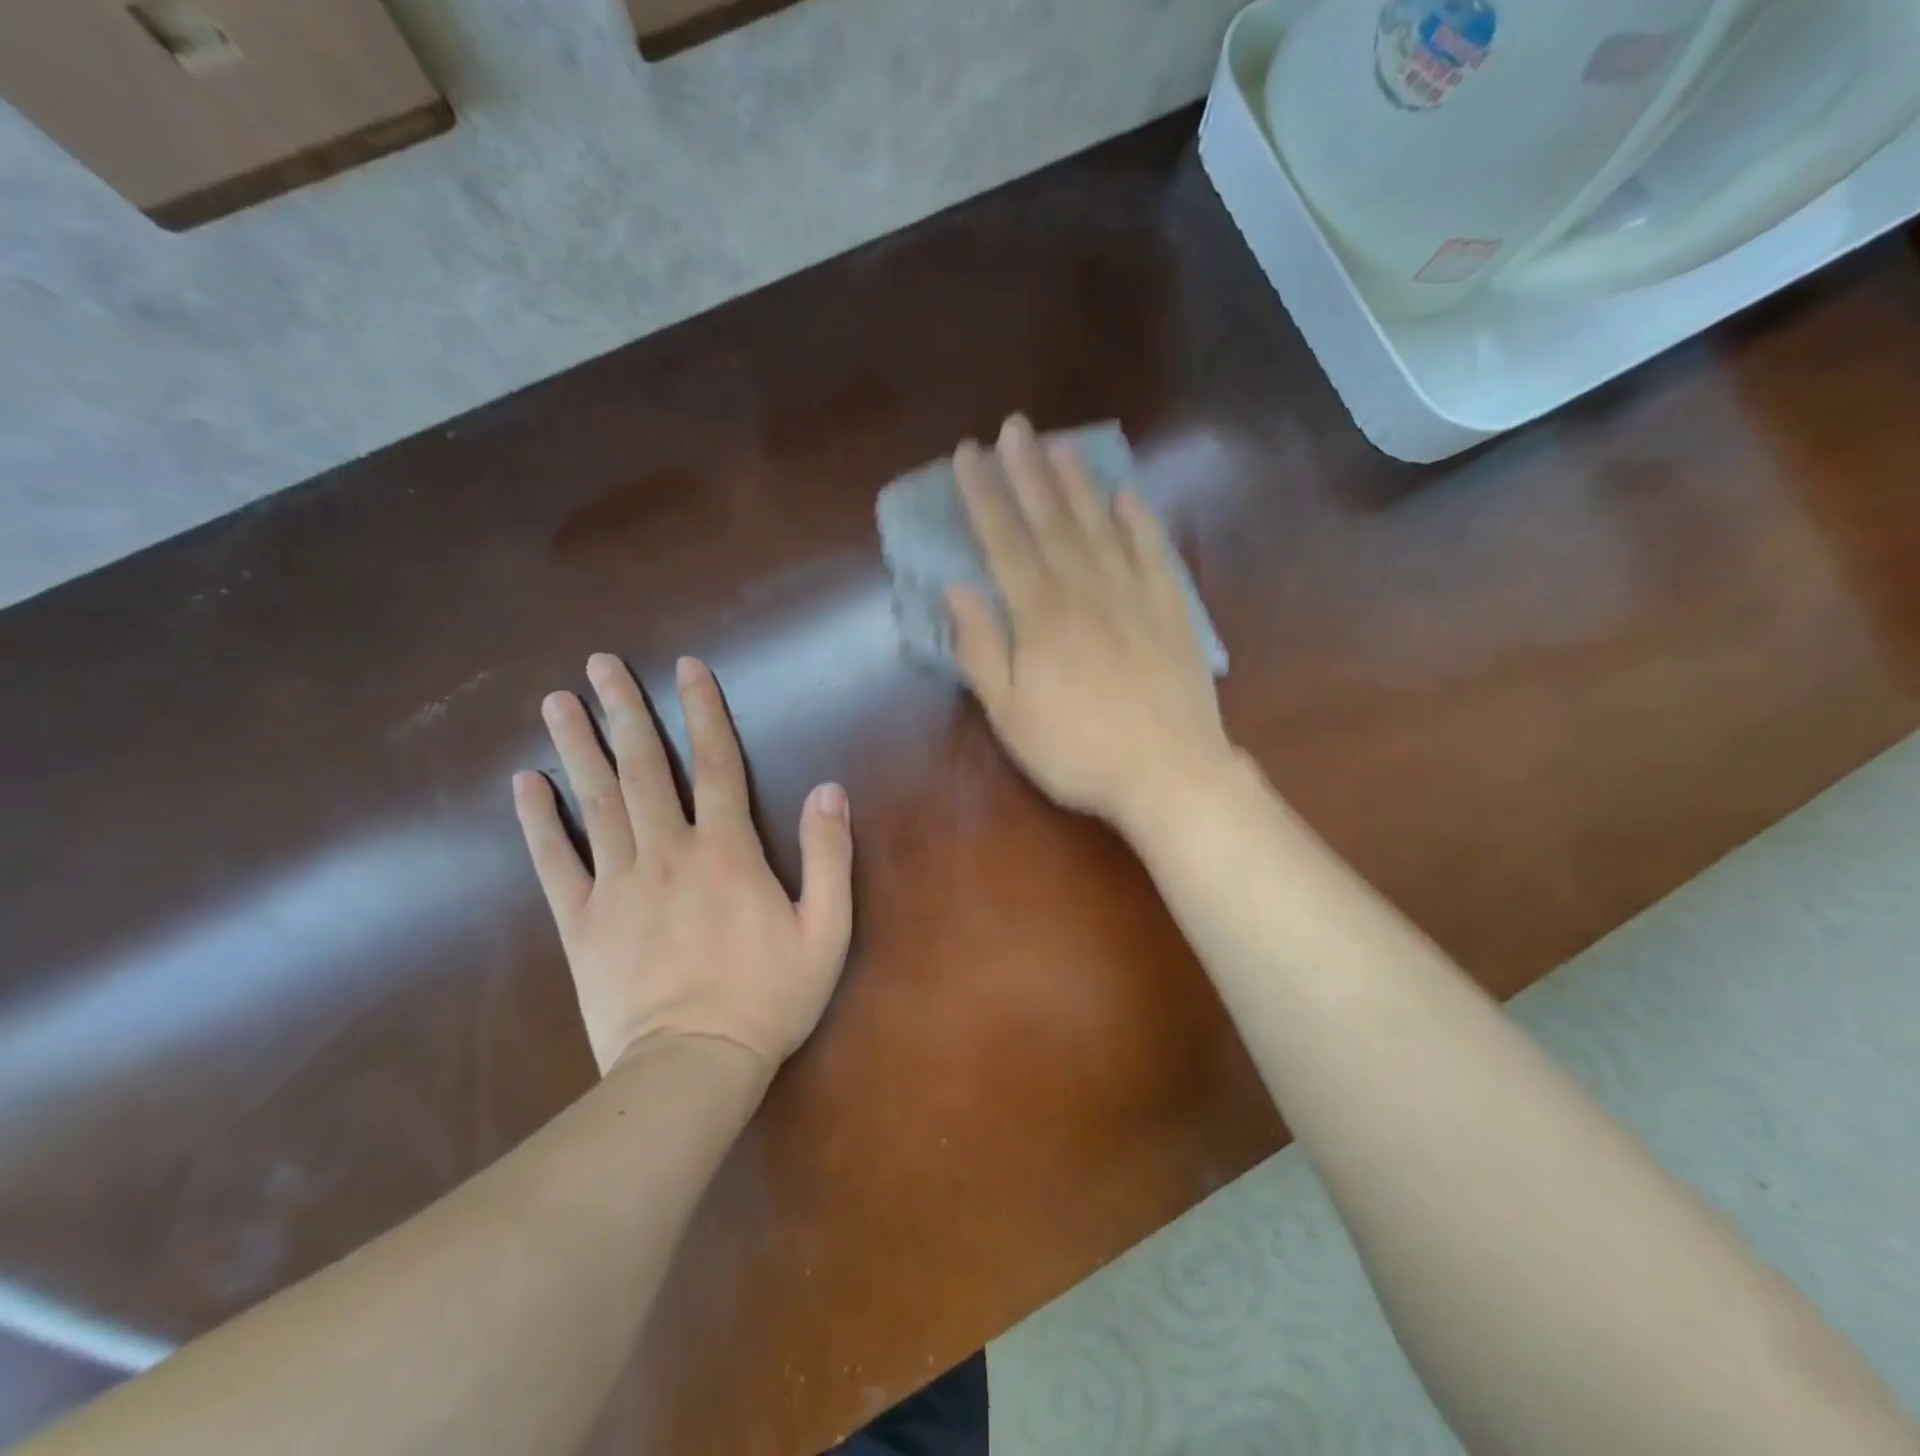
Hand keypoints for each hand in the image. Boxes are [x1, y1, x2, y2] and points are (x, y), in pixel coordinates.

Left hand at [513, 655, 853, 1076]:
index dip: (702, 711)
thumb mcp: (826, 929)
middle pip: (643, 768)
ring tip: (557, 701)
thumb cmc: (769, 998)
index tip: (686, 667)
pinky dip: (537, 821)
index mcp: (727, 851)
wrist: (693, 1067)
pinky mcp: (581, 922)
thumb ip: (829, 855)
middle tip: (599, 664)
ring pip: (595, 802)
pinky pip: (554, 862)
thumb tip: (829, 789)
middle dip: (624, 710)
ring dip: (577, 747)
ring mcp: (617, 885)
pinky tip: (524, 784)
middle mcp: (668, 853)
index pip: (715, 763)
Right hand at [947, 415, 1234, 830]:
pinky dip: (1139, 520)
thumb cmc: (1077, 750)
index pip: (1004, 541)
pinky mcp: (1170, 609)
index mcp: (1040, 615)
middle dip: (1027, 470)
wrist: (1168, 772)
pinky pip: (1153, 551)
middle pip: (1051, 519)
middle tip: (1013, 426)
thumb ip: (981, 649)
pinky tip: (1127, 496)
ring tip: (1061, 444)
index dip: (983, 496)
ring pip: (1100, 525)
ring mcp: (1133, 594)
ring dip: (1078, 482)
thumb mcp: (1010, 714)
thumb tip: (956, 589)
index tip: (967, 454)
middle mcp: (1085, 589)